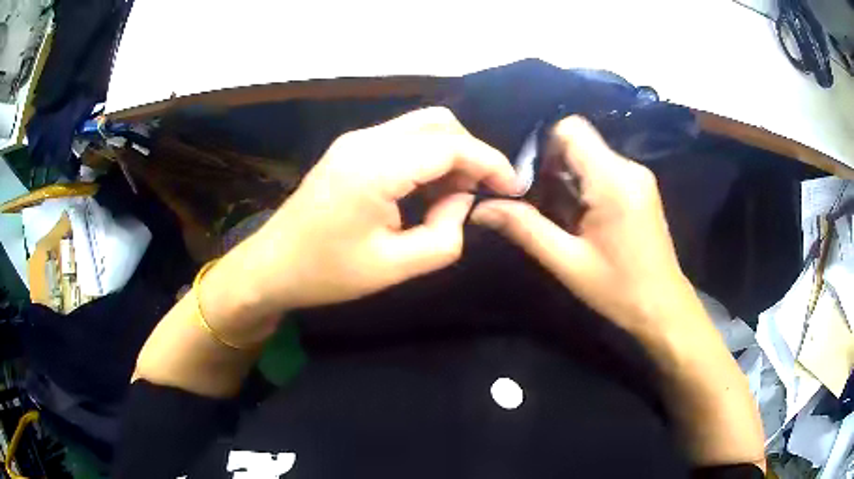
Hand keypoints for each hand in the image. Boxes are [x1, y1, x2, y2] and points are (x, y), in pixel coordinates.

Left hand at [215, 107, 517, 320]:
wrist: (272, 266)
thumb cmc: (327, 273)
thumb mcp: (395, 268)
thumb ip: (444, 236)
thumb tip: (462, 202)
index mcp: (375, 167)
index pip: (450, 146)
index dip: (490, 162)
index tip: (513, 186)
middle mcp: (366, 140)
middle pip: (438, 122)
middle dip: (471, 152)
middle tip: (482, 192)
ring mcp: (355, 140)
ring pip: (421, 126)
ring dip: (449, 153)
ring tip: (455, 196)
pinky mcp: (351, 149)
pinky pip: (402, 139)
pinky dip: (427, 157)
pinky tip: (427, 189)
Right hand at [470, 116, 699, 337]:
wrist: (663, 306)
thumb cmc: (619, 290)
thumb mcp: (568, 263)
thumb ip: (524, 228)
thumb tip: (479, 209)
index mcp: (613, 181)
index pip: (570, 129)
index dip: (543, 148)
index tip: (530, 183)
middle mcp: (629, 168)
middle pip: (578, 141)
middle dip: (552, 167)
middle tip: (542, 207)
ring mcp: (638, 175)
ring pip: (589, 155)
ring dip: (567, 178)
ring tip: (562, 218)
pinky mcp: (640, 186)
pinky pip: (603, 168)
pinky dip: (584, 185)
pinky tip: (582, 218)